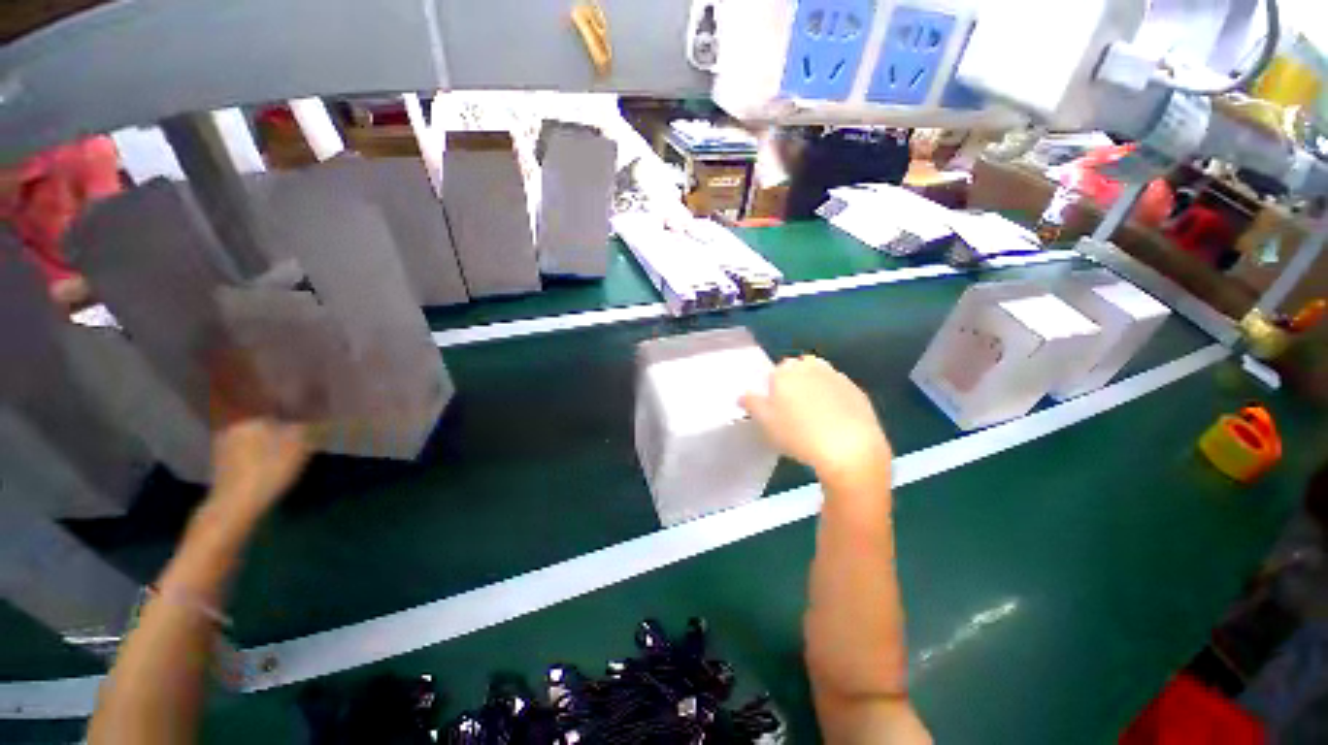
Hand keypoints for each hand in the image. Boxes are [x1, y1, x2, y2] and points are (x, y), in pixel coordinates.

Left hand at [203, 347, 311, 524]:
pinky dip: (231, 404)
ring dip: (226, 386)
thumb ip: (310, 410)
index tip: (227, 337)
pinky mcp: (224, 446)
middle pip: (223, 386)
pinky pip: (227, 414)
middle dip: (225, 368)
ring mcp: (223, 431)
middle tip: (230, 351)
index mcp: (243, 409)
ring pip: (223, 401)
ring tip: (237, 374)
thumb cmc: (266, 466)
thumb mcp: (298, 438)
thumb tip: (323, 385)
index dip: (229, 356)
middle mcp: (228, 414)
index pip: (233, 375)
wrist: (236, 503)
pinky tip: (243, 406)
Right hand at [741, 356, 891, 483]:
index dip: (773, 390)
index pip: (774, 373)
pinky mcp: (857, 391)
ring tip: (814, 417)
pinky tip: (834, 422)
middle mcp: (811, 366)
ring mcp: (837, 377)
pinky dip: (834, 401)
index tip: (774, 409)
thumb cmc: (798, 434)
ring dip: (814, 390)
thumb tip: (743, 394)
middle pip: (797, 371)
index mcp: (786, 371)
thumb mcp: (765, 422)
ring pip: (819, 379)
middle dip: (794, 385)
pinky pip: (838, 391)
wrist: (850, 449)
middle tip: (792, 412)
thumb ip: (751, 403)